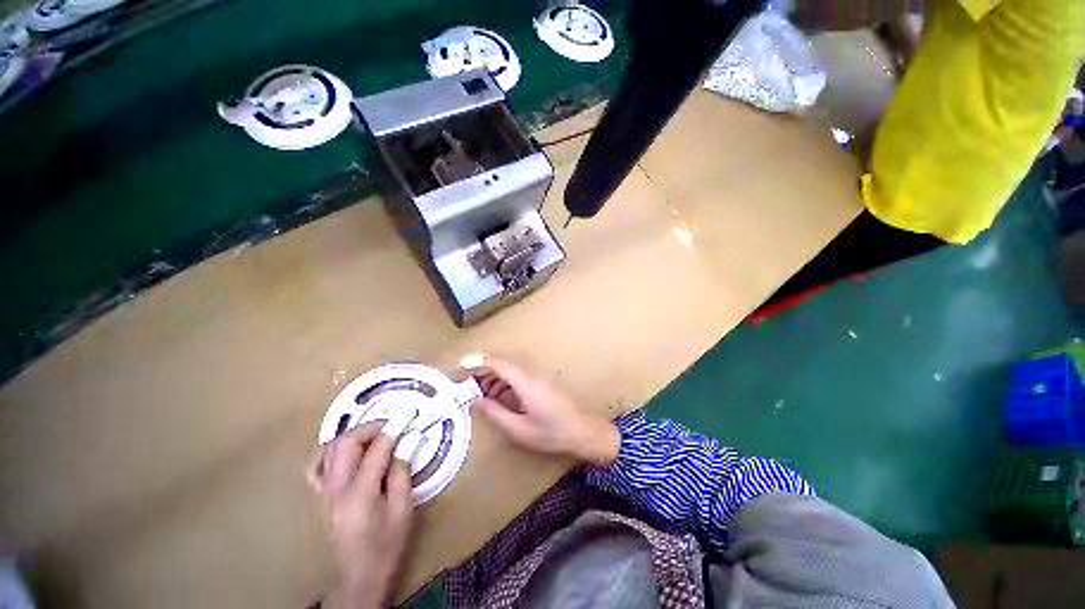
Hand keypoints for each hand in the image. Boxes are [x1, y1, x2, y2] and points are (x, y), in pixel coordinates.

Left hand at [306, 421, 413, 608]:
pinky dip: (330, 451)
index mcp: (359, 495)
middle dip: (370, 427)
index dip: (393, 429)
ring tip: (374, 435)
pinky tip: (345, 450)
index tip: (407, 417)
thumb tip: (409, 439)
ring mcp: (322, 493)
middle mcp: (335, 490)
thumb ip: (403, 471)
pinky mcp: (319, 497)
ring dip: (353, 435)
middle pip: (345, 443)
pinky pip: (316, 466)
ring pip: (329, 449)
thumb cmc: (386, 543)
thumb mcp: (403, 509)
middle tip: (391, 425)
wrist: (359, 575)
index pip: (376, 450)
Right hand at [464, 356, 620, 467]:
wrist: (584, 432)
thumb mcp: (519, 429)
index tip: (460, 367)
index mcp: (526, 383)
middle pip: (502, 363)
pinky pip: (517, 377)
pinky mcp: (540, 384)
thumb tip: (475, 400)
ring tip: (476, 393)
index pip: (499, 363)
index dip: (478, 362)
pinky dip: (503, 384)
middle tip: (463, 382)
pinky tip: (495, 398)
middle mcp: (531, 374)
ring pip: (509, 370)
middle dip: (481, 369)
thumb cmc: (552, 433)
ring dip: (491, 378)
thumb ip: (495, 413)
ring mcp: (537, 378)